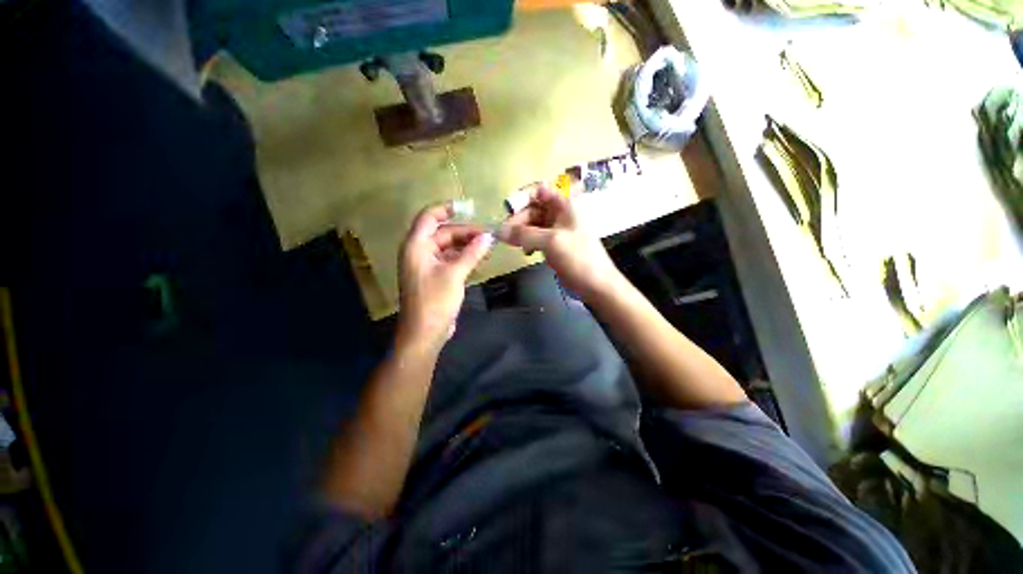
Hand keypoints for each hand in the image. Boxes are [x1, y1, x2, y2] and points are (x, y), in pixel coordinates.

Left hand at [398, 203, 493, 349]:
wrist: (425, 333)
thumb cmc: (435, 301)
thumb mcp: (455, 274)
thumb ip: (471, 253)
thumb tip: (488, 236)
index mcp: (416, 246)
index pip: (429, 217)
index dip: (446, 209)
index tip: (468, 207)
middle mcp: (419, 252)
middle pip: (442, 233)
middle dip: (464, 232)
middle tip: (487, 236)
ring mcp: (426, 265)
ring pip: (447, 247)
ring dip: (465, 245)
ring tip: (487, 246)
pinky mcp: (434, 277)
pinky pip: (449, 260)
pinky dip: (462, 257)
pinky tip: (478, 258)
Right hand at [498, 186, 622, 301]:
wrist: (595, 283)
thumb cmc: (578, 257)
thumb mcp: (551, 242)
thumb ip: (523, 234)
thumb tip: (498, 231)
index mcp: (565, 204)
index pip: (538, 190)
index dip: (521, 198)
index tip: (506, 212)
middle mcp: (560, 212)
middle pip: (532, 208)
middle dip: (518, 220)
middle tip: (505, 236)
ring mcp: (557, 228)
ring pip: (532, 224)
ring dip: (521, 233)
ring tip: (512, 245)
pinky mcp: (554, 243)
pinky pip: (536, 237)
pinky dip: (528, 242)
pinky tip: (526, 252)